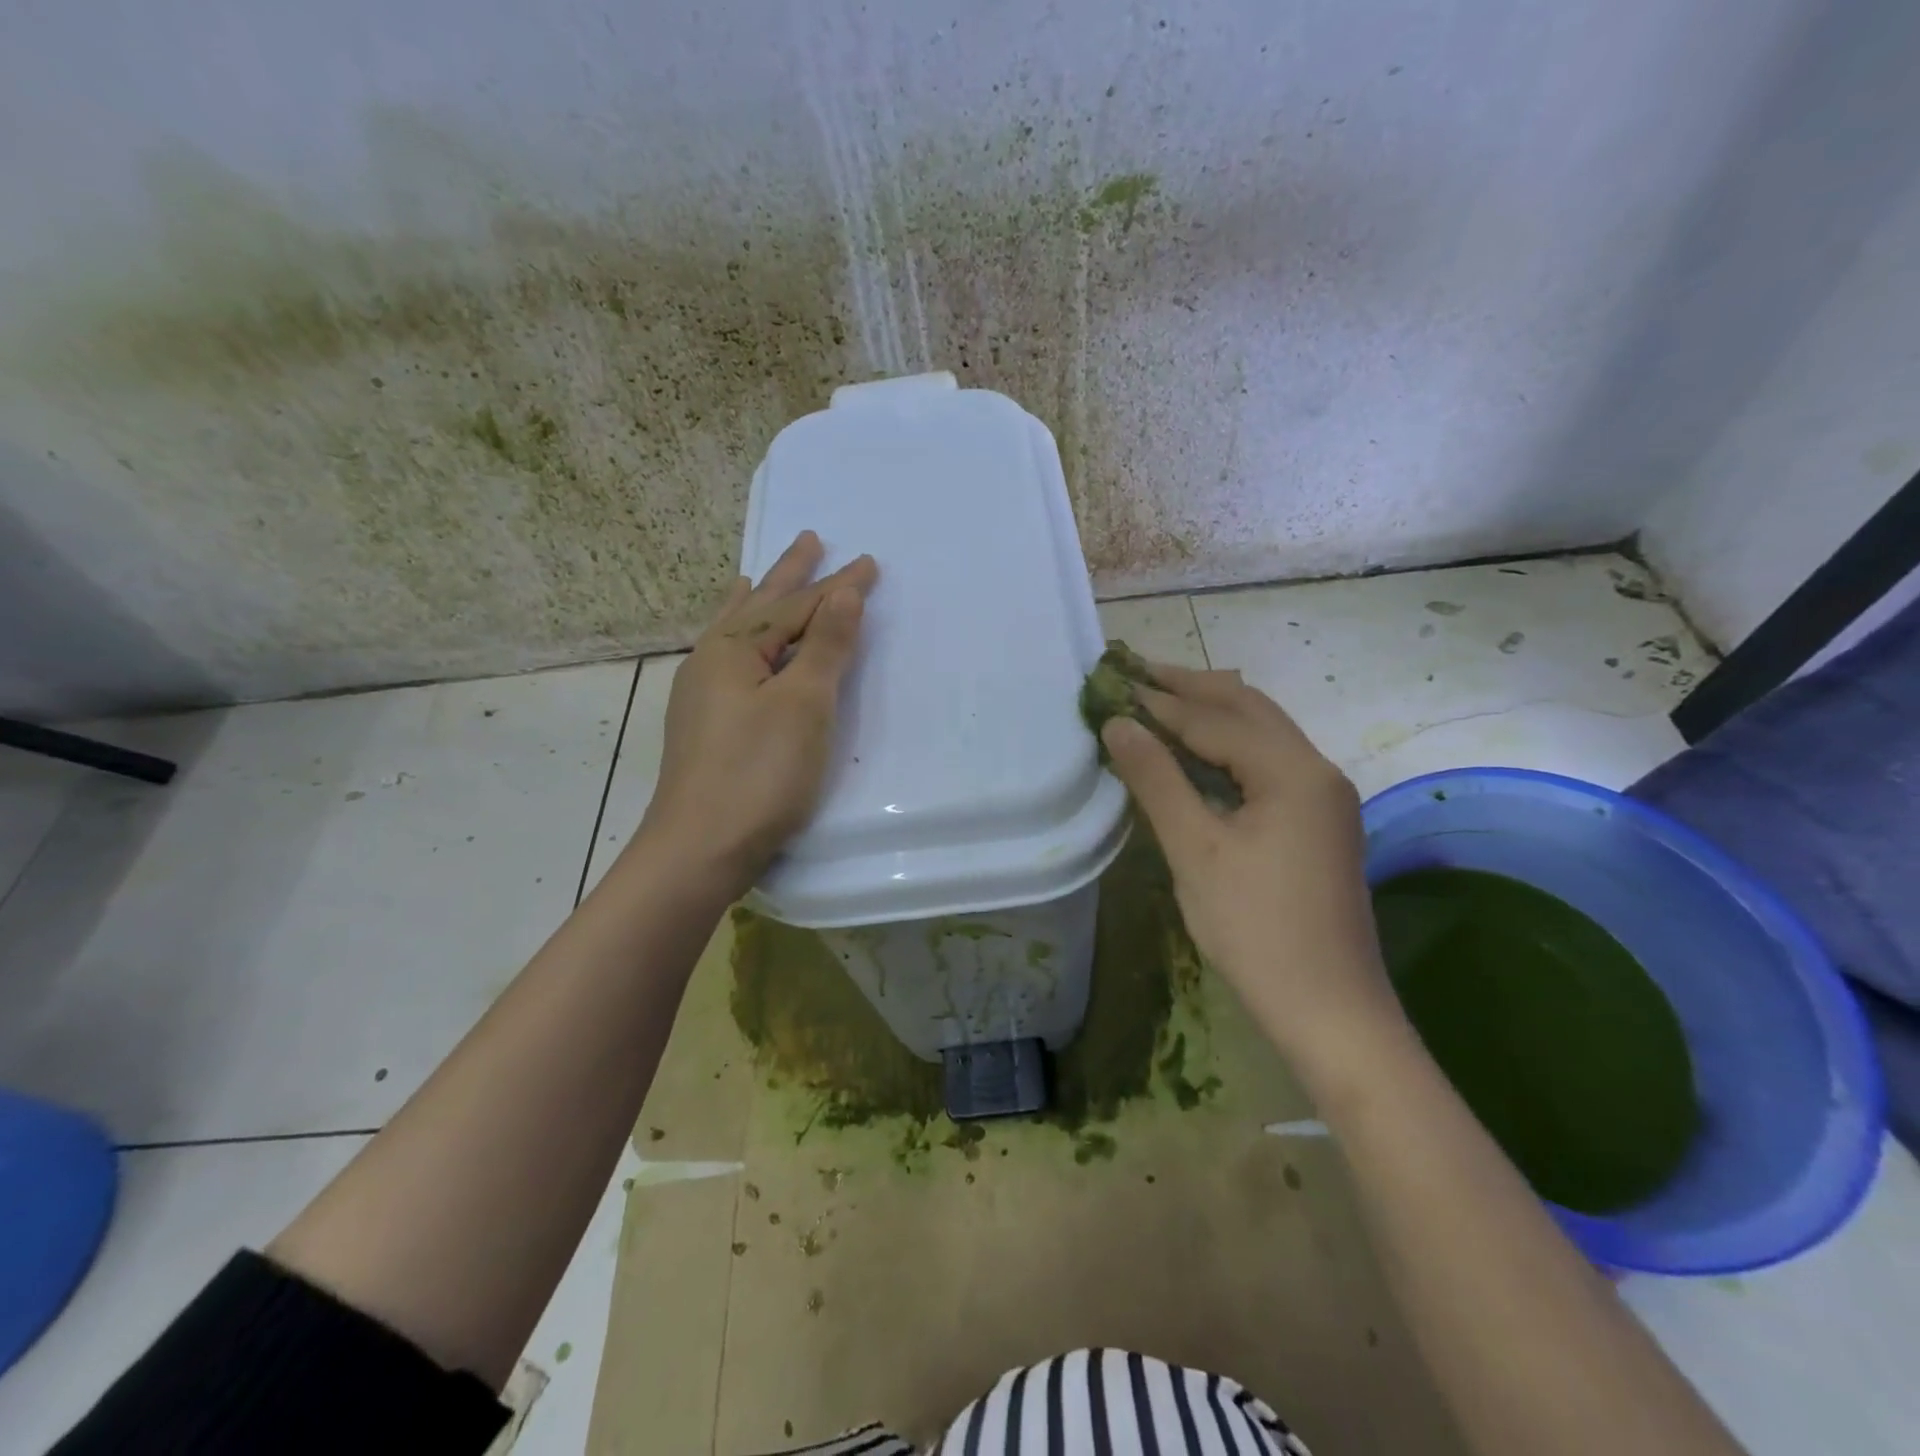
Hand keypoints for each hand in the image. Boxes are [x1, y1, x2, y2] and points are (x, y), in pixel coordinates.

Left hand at [635, 531, 877, 896]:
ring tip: (757, 575)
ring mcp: (702, 693)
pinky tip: (733, 646)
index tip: (870, 564)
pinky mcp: (705, 723)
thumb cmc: (759, 773)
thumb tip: (843, 592)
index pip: (797, 607)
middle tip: (810, 540)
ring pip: (737, 631)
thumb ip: (824, 645)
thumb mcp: (803, 705)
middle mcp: (711, 660)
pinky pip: (727, 659)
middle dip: (789, 575)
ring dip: (758, 601)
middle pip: (760, 606)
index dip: (837, 587)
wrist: (700, 848)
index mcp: (734, 649)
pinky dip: (738, 639)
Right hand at [1099, 664, 1397, 1051]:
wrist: (1330, 1009)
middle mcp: (1318, 770)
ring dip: (1213, 713)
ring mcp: (1324, 797)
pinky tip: (1199, 752)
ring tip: (1163, 700)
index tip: (1116, 683)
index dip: (1161, 702)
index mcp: (1293, 771)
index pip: (1216, 719)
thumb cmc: (1255, 929)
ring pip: (1263, 733)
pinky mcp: (1319, 823)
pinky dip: (1229, 746)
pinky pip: (1269, 763)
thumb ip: (1156, 779)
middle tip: (1139, 673)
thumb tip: (1118, 724)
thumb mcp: (1195, 851)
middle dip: (1193, 687)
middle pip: (1249, 708)